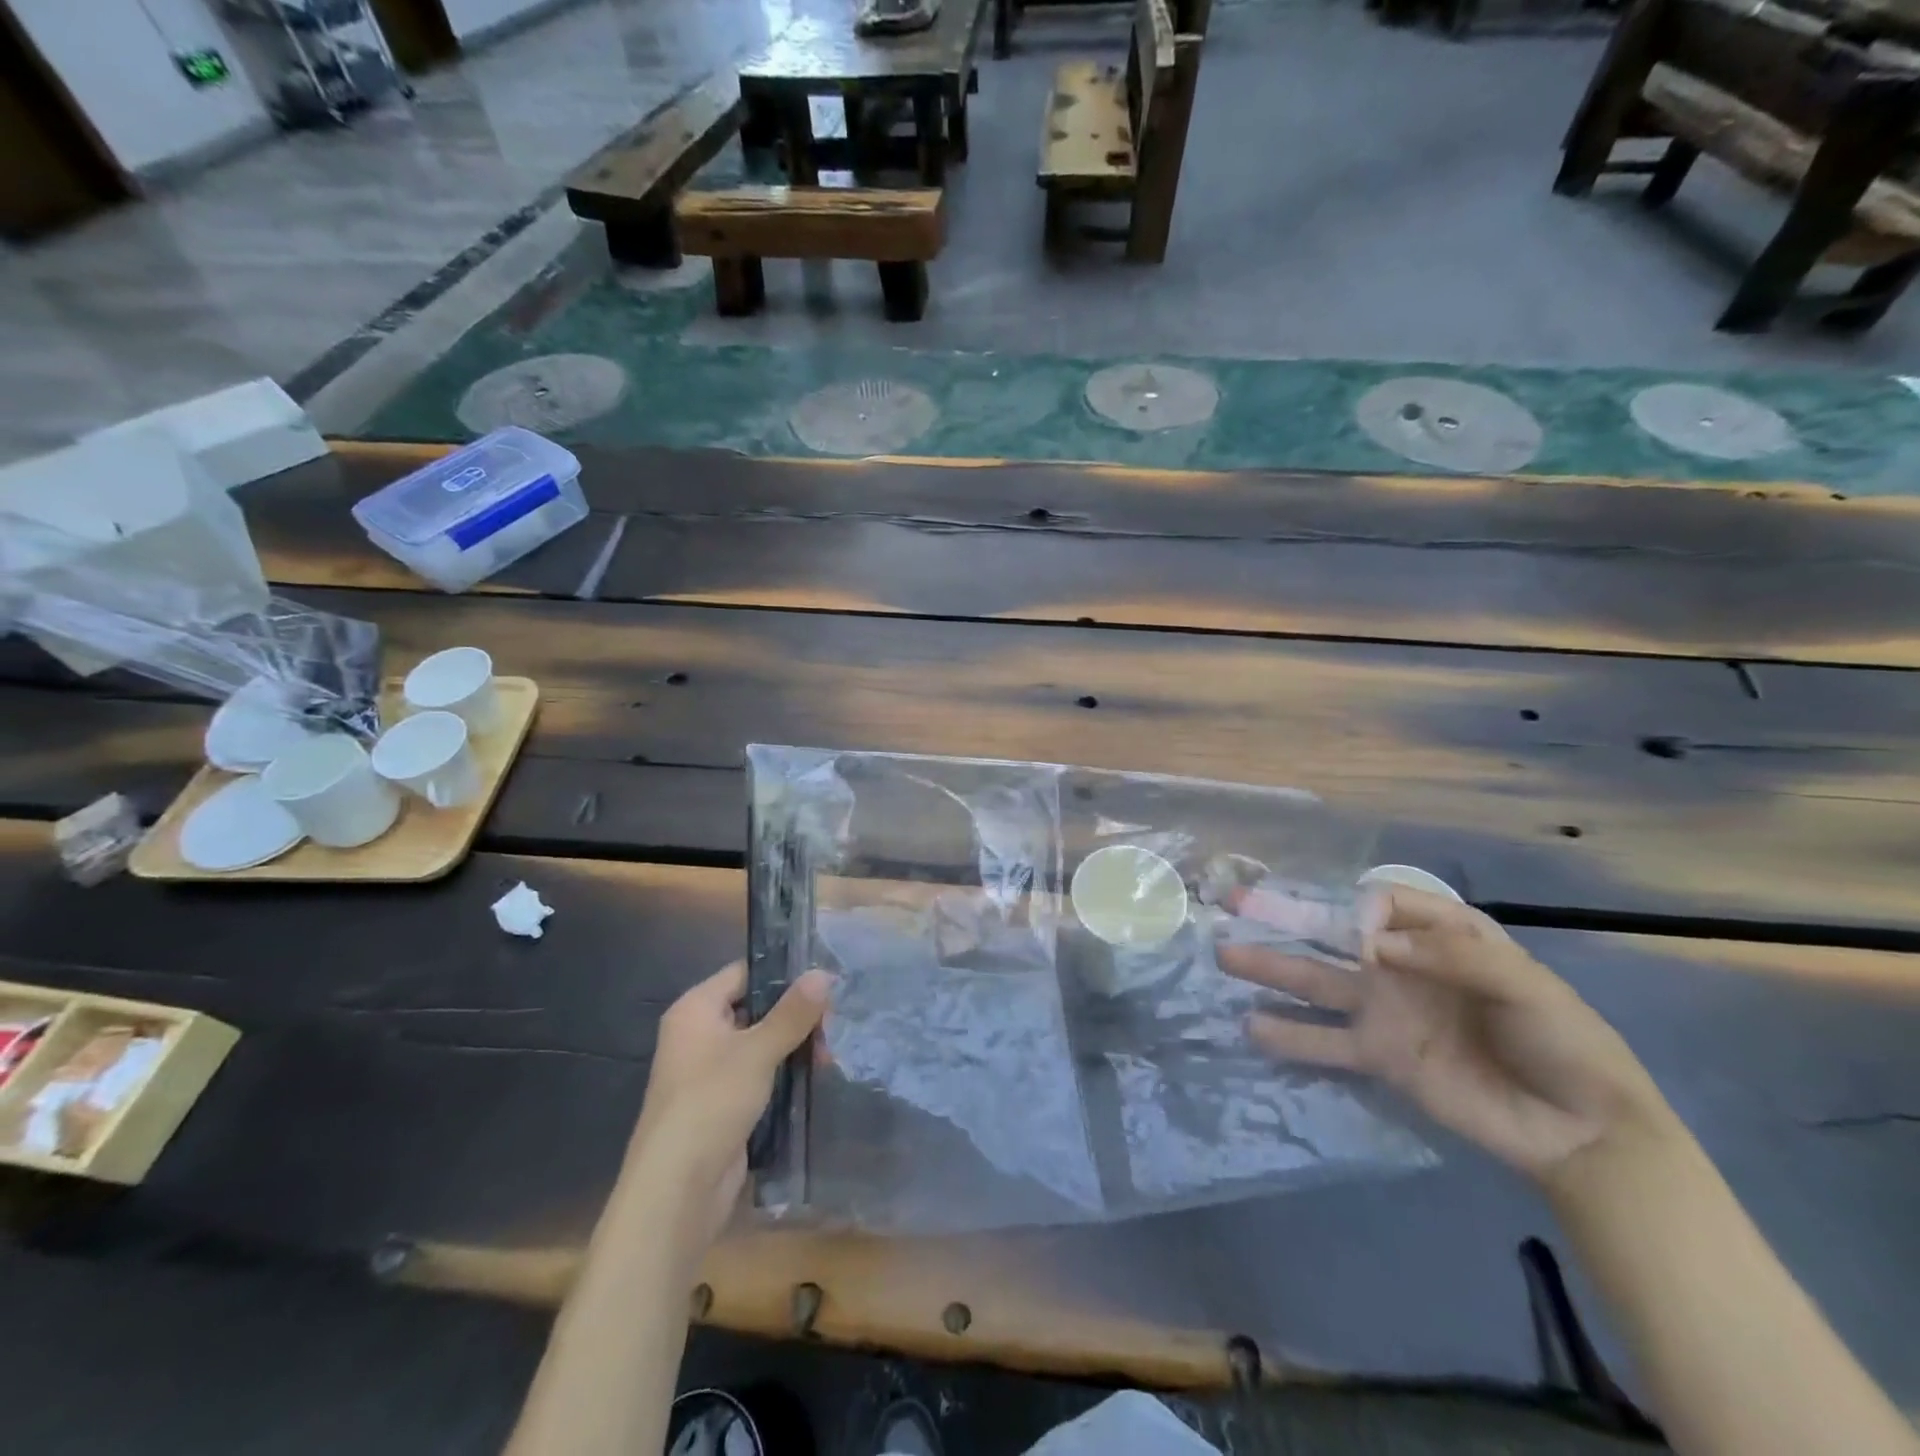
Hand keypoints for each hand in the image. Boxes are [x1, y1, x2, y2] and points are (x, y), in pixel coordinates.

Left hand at [627, 961, 830, 1246]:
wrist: (677, 1191)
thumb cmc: (711, 1103)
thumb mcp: (757, 1051)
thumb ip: (792, 1012)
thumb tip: (823, 973)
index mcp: (696, 1009)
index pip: (745, 973)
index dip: (784, 972)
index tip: (825, 977)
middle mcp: (700, 1034)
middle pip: (756, 1008)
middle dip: (796, 1015)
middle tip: (836, 1022)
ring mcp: (711, 1071)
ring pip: (761, 1043)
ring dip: (795, 1046)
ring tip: (832, 1053)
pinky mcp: (724, 1103)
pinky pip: (761, 1074)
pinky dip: (785, 1073)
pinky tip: (818, 1076)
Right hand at [1217, 886, 1676, 1186]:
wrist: (1580, 1131)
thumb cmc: (1563, 1041)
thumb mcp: (1526, 985)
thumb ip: (1451, 956)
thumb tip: (1372, 945)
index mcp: (1442, 936)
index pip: (1385, 902)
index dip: (1364, 910)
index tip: (1363, 938)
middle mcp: (1401, 965)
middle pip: (1334, 933)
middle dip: (1285, 915)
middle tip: (1234, 903)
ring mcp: (1385, 1011)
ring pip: (1316, 980)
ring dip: (1271, 967)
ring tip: (1223, 955)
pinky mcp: (1379, 1056)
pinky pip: (1326, 1041)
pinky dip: (1289, 1035)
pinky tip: (1251, 1025)